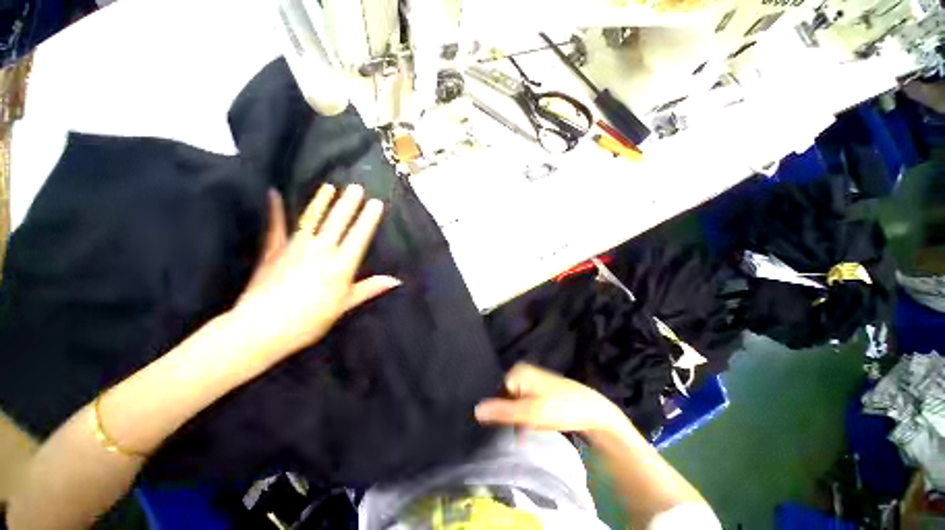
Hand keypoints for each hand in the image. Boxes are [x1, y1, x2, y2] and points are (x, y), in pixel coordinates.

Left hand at [229, 184, 400, 363]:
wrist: (262, 328)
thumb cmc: (311, 319)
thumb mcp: (345, 305)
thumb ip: (370, 288)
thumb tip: (397, 280)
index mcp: (341, 265)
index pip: (359, 236)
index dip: (368, 219)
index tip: (376, 203)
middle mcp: (321, 251)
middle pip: (338, 222)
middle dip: (349, 203)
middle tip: (356, 186)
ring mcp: (295, 248)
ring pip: (312, 219)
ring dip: (322, 202)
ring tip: (329, 187)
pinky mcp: (273, 251)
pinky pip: (275, 226)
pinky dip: (274, 210)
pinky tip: (272, 193)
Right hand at [474, 363, 626, 434]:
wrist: (593, 411)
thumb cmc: (560, 409)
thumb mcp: (529, 413)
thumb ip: (502, 411)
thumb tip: (475, 410)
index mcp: (517, 372)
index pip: (496, 392)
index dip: (499, 411)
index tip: (504, 428)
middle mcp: (522, 371)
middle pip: (504, 396)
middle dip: (509, 415)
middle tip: (518, 430)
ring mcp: (531, 379)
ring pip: (514, 402)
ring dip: (517, 418)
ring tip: (527, 430)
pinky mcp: (539, 389)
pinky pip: (524, 402)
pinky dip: (525, 416)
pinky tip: (532, 426)